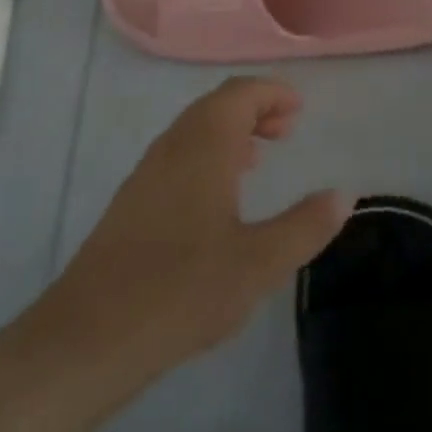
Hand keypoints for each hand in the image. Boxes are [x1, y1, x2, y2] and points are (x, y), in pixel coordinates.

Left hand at [41, 76, 350, 391]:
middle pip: (216, 105)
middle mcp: (173, 145)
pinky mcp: (131, 202)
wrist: (87, 339)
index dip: (272, 93)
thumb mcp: (258, 263)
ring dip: (230, 131)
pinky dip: (207, 155)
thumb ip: (305, 226)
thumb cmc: (181, 291)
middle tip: (287, 130)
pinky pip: (178, 155)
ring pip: (194, 130)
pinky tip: (218, 198)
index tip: (299, 110)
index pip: (240, 93)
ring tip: (259, 157)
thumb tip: (344, 195)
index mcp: (204, 145)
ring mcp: (147, 173)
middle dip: (255, 108)